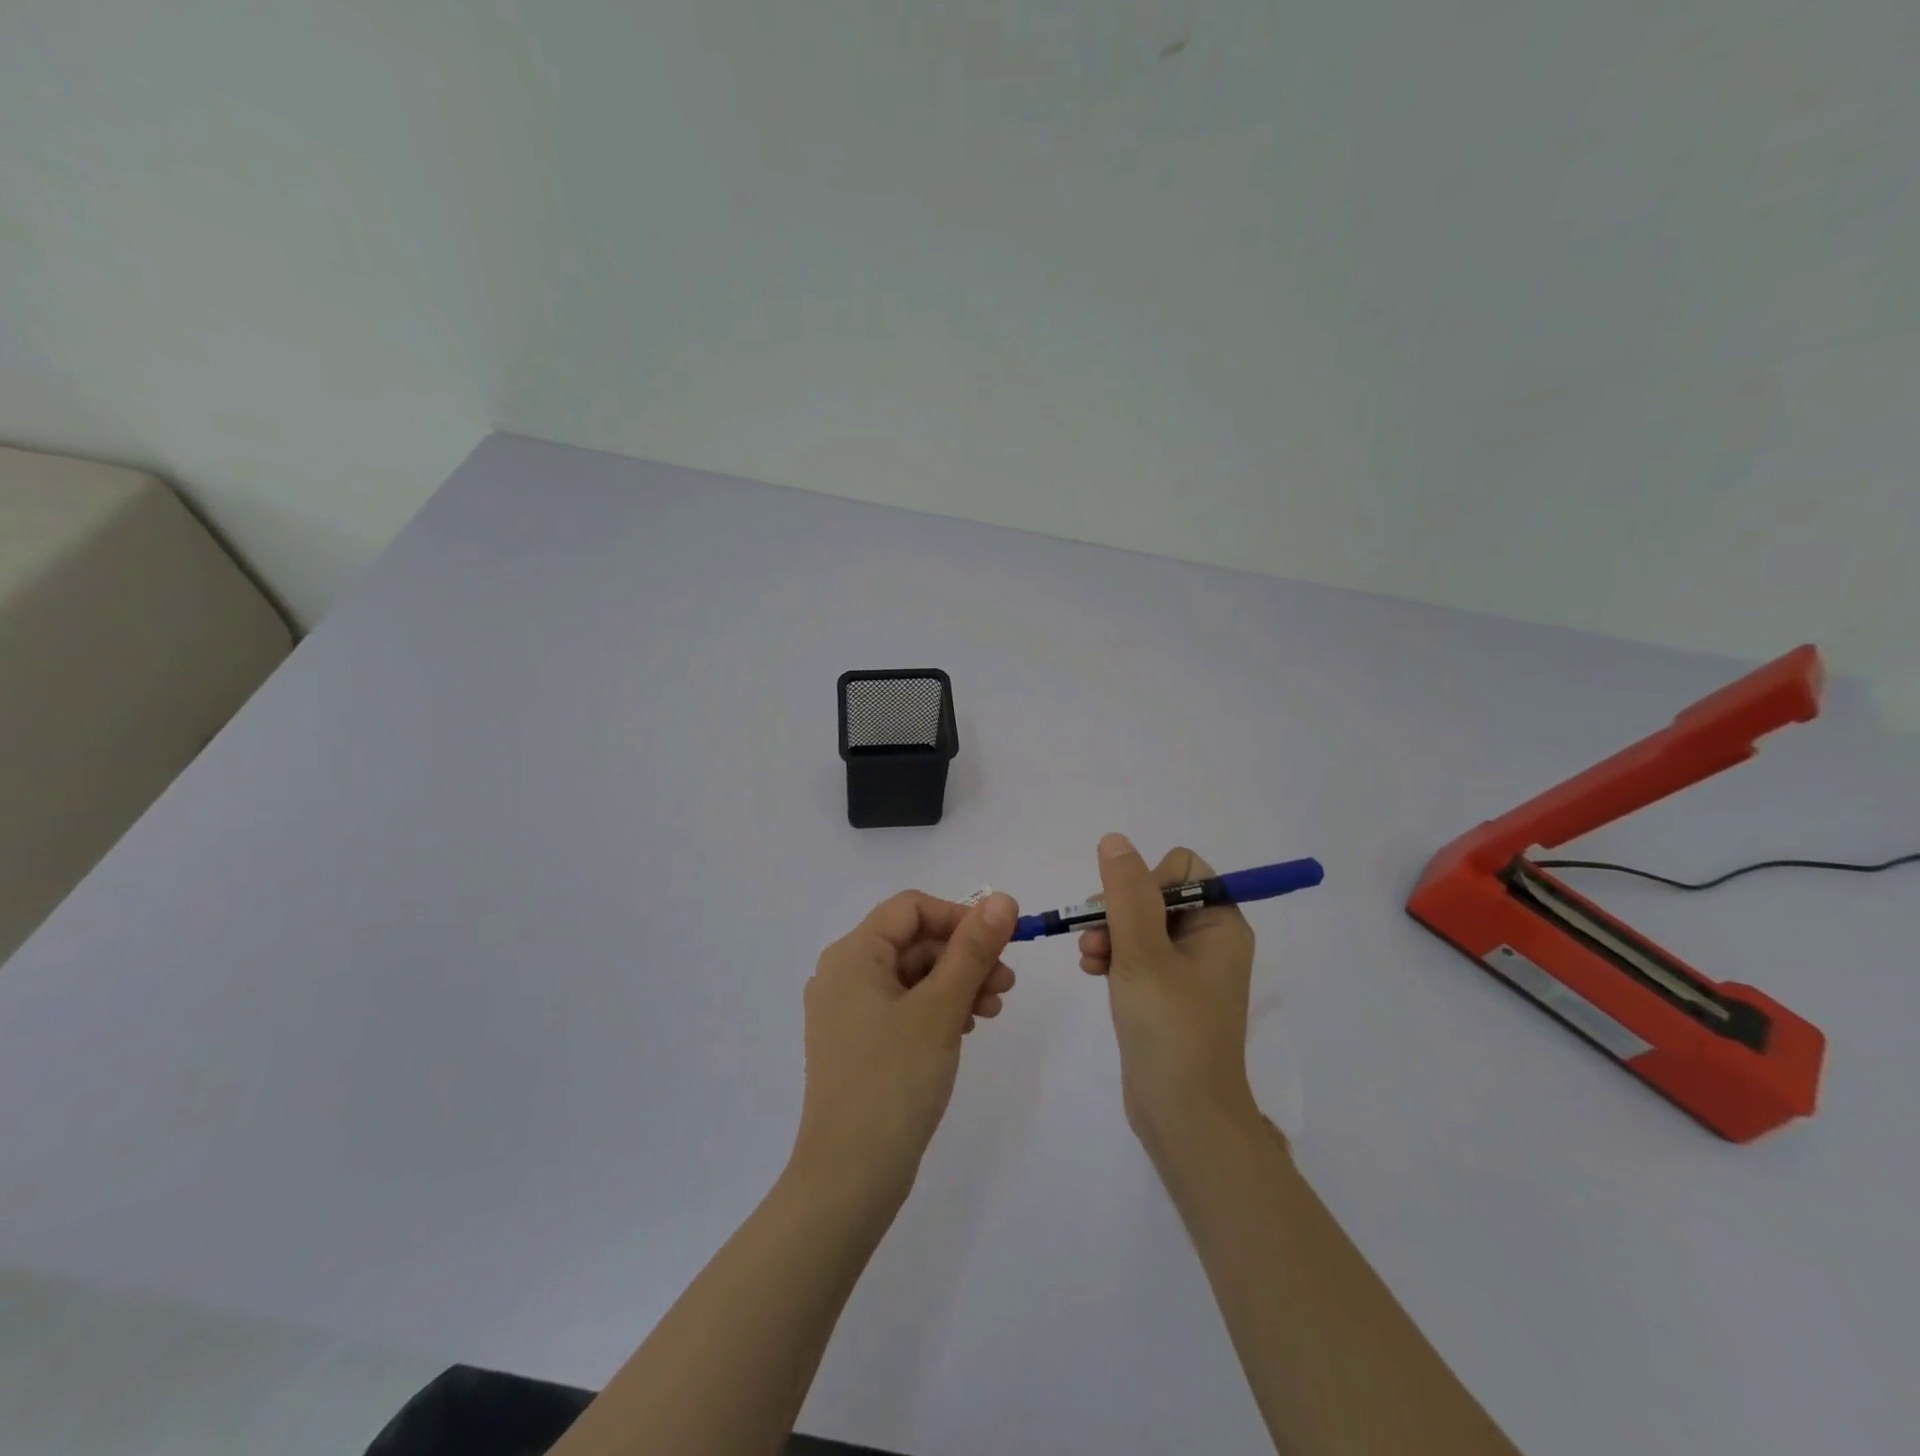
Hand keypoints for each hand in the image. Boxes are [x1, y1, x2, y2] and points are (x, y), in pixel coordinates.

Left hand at [792, 891, 1018, 1205]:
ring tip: (992, 1010)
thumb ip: (973, 949)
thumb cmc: (894, 1081)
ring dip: (956, 983)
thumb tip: (1002, 899)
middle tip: (1007, 983)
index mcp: (852, 954)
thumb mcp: (941, 1008)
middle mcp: (843, 974)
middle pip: (913, 942)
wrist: (849, 1177)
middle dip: (963, 956)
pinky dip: (937, 1009)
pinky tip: (965, 1029)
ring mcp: (847, 1011)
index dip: (958, 916)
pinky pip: (903, 1006)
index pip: (911, 908)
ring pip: (912, 976)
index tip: (1000, 941)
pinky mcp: (858, 1042)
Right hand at [1078, 835, 1259, 1164]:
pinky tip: (1092, 972)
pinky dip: (1112, 956)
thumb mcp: (1143, 953)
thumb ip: (1126, 893)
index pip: (1183, 869)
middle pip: (1155, 894)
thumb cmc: (1170, 1028)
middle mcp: (1208, 940)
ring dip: (1108, 934)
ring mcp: (1186, 968)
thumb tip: (1115, 840)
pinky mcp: (1165, 992)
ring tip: (1089, 960)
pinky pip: (1135, 953)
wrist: (1183, 1116)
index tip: (1123, 911)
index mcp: (1220, 925)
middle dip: (1118, 911)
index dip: (1147, 881)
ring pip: (1138, 923)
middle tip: (1095, 938)